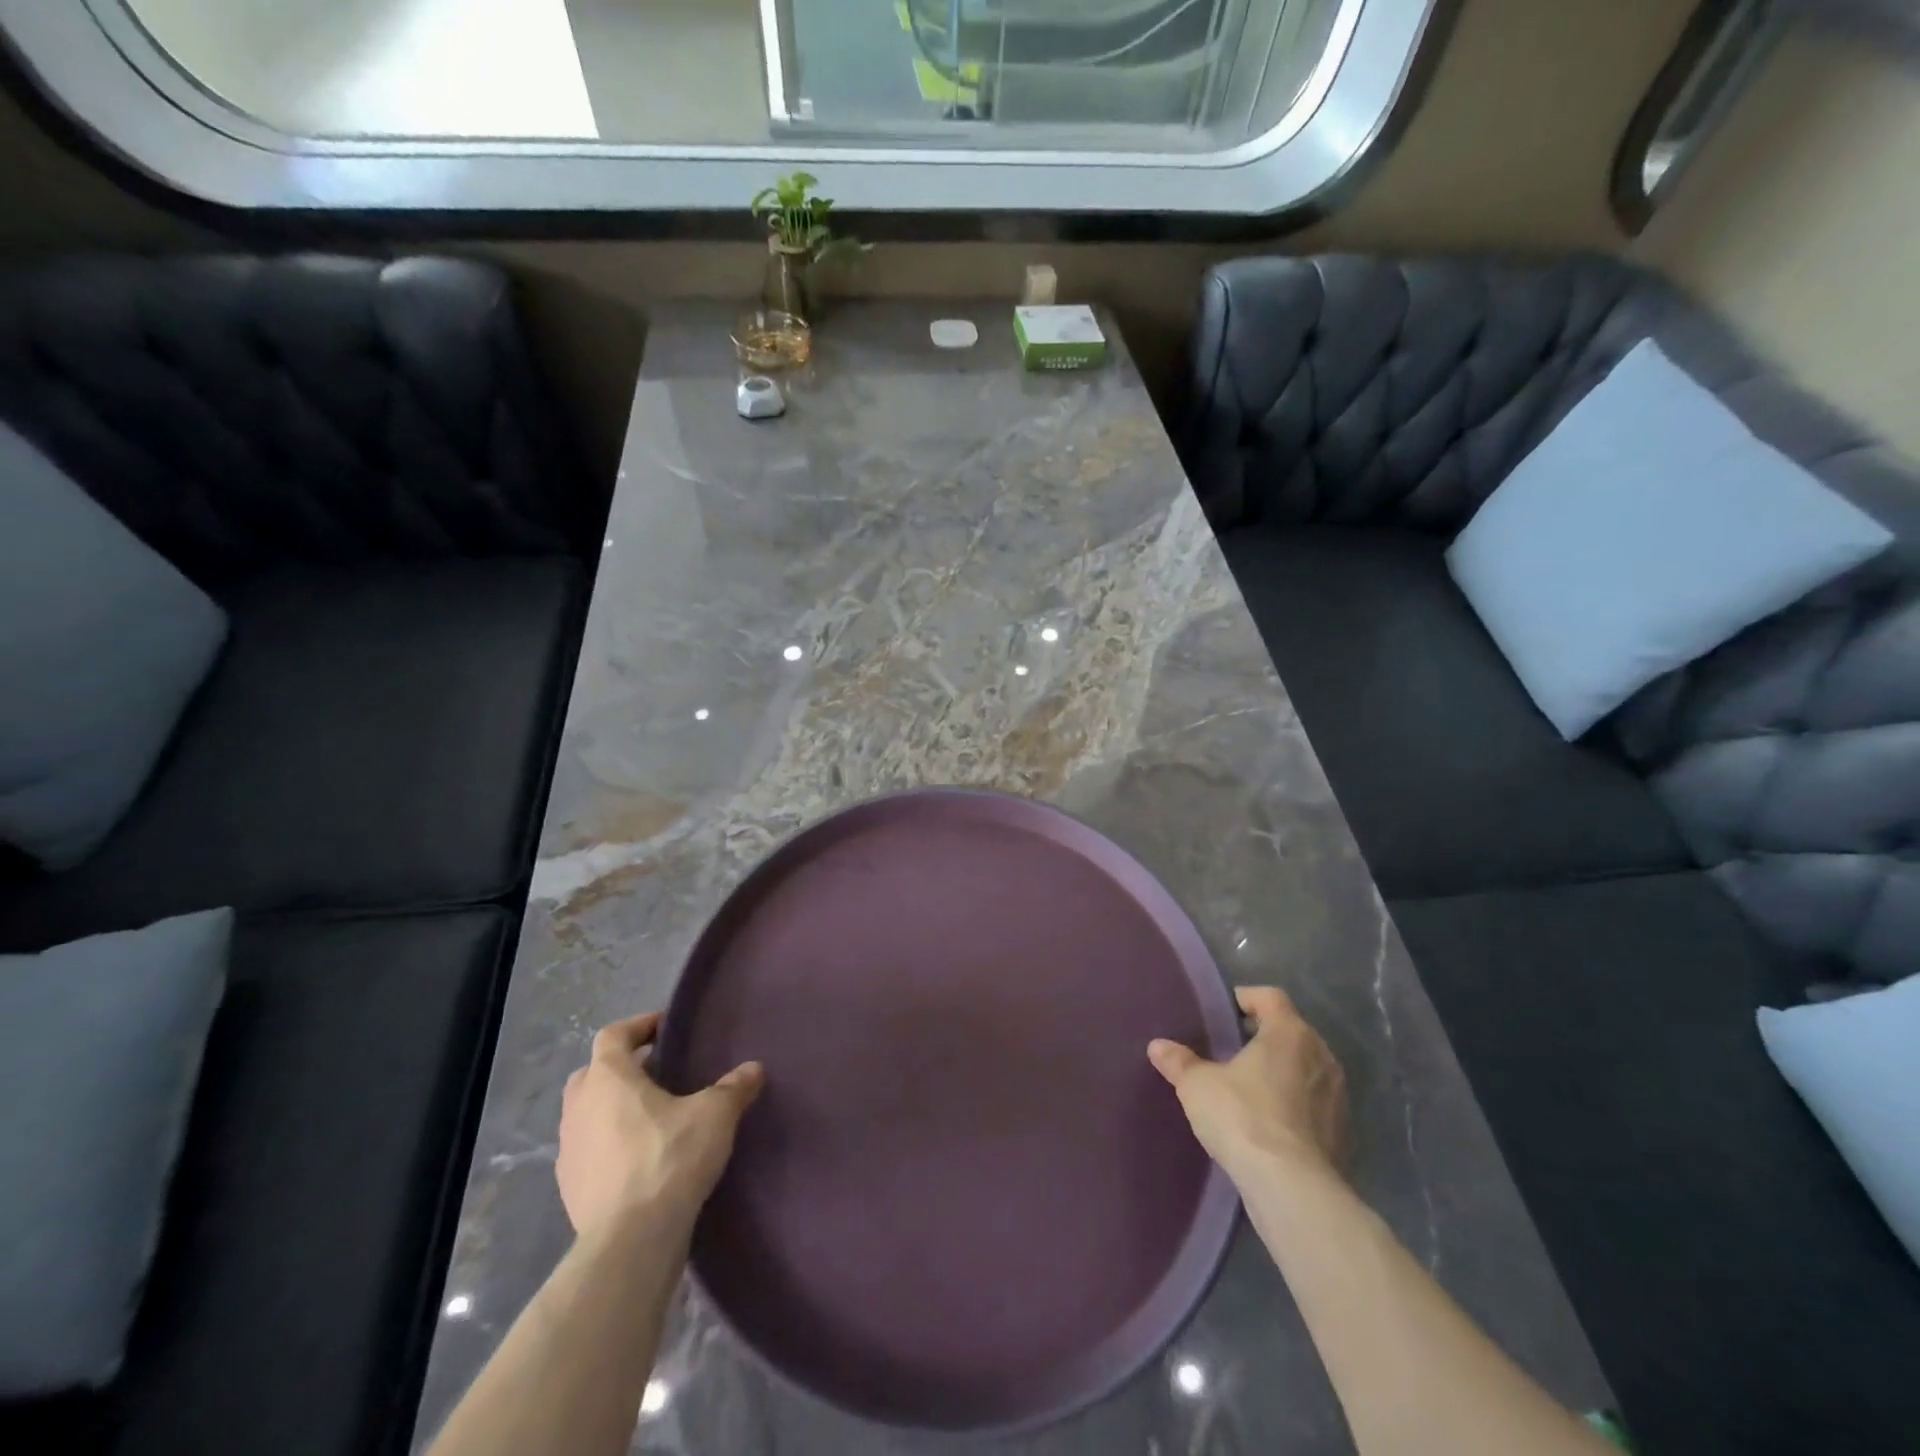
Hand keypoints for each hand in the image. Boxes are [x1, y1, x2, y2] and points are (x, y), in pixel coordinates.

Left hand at [556, 1012, 763, 1238]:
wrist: (631, 1241)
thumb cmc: (670, 1158)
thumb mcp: (715, 1114)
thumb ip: (734, 1087)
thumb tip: (753, 1069)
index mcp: (608, 1078)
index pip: (613, 1035)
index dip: (639, 1026)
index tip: (666, 1029)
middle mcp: (579, 1108)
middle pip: (593, 1073)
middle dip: (621, 1068)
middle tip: (658, 1072)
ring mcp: (568, 1151)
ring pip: (587, 1114)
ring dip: (612, 1109)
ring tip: (652, 1117)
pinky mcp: (569, 1190)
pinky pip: (588, 1152)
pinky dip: (608, 1146)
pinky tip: (640, 1160)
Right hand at [1148, 986, 1347, 1185]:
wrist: (1292, 1188)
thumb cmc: (1243, 1117)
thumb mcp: (1198, 1085)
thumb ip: (1179, 1061)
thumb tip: (1158, 1046)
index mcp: (1289, 1032)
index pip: (1270, 997)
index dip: (1246, 999)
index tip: (1225, 1012)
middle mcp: (1321, 1055)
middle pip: (1291, 1031)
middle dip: (1264, 1036)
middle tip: (1232, 1048)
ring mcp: (1337, 1095)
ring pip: (1306, 1067)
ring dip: (1282, 1071)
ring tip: (1250, 1086)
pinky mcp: (1342, 1132)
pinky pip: (1314, 1103)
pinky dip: (1294, 1104)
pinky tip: (1269, 1121)